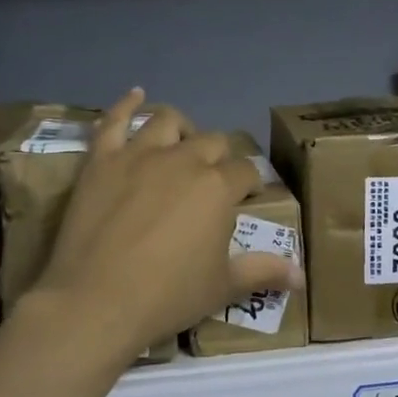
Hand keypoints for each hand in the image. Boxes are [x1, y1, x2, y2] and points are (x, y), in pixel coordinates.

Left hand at [27, 89, 303, 359]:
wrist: (95, 301)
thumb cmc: (166, 296)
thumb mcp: (222, 287)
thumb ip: (263, 271)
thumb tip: (301, 275)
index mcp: (218, 186)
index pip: (246, 171)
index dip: (251, 183)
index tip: (248, 197)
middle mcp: (183, 159)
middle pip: (212, 142)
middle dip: (219, 157)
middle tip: (213, 181)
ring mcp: (139, 155)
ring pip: (168, 121)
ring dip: (181, 128)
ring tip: (181, 141)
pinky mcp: (102, 160)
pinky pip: (114, 121)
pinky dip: (126, 104)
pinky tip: (136, 94)